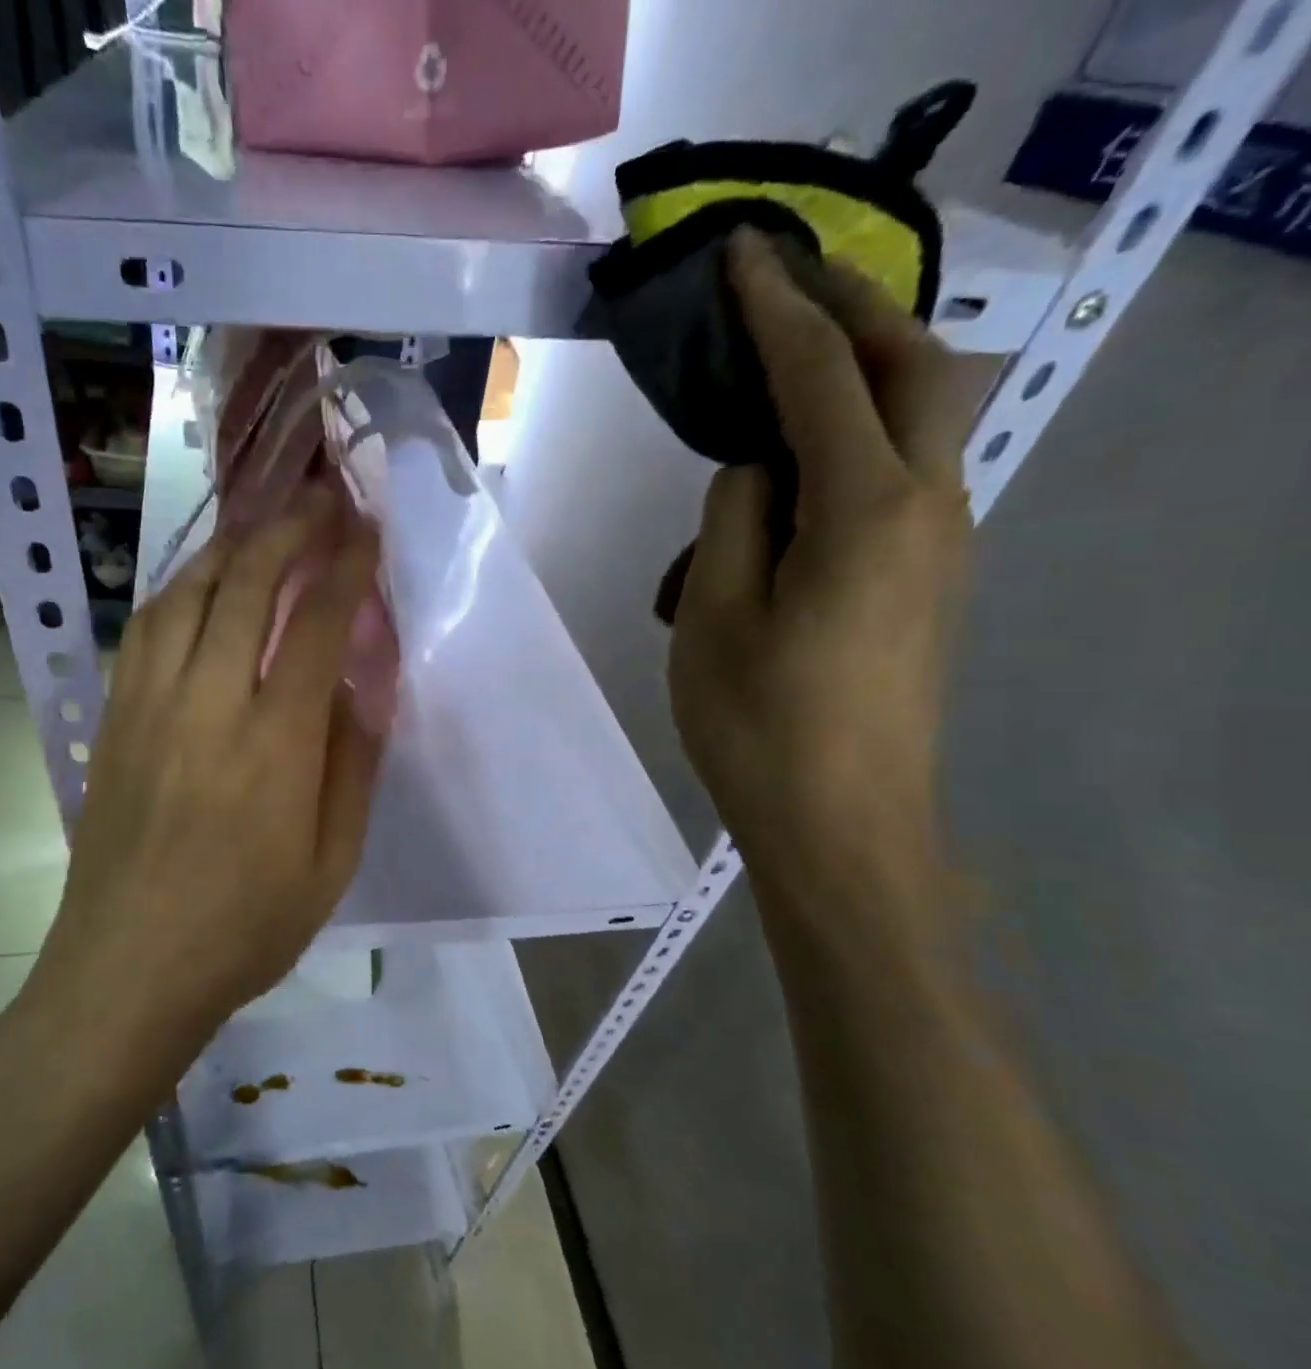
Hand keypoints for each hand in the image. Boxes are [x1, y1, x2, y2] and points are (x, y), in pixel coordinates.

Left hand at [41, 488, 385, 1034]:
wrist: (126, 971)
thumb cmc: (243, 931)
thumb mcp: (332, 866)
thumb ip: (352, 767)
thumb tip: (361, 688)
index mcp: (274, 746)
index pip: (314, 624)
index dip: (344, 565)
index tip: (365, 528)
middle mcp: (206, 706)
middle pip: (244, 585)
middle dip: (288, 529)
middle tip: (319, 499)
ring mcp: (147, 707)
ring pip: (185, 594)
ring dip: (230, 548)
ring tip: (263, 529)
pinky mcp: (112, 721)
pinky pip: (144, 629)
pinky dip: (179, 590)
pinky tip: (198, 587)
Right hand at [669, 230, 978, 894]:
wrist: (843, 826)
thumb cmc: (761, 727)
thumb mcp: (713, 618)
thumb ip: (732, 522)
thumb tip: (754, 471)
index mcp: (866, 511)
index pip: (822, 376)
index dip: (778, 308)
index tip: (741, 254)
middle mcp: (929, 508)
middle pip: (916, 369)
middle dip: (853, 311)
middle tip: (783, 289)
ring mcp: (941, 547)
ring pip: (920, 422)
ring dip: (856, 381)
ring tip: (774, 387)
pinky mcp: (928, 582)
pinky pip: (901, 480)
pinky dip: (852, 448)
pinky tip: (787, 489)